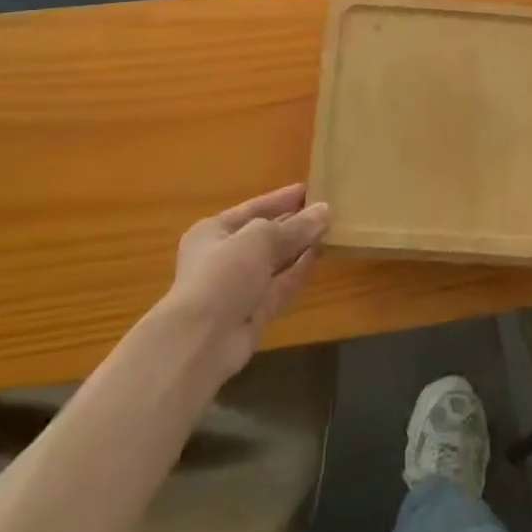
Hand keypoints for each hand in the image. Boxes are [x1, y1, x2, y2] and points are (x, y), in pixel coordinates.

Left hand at [163, 184, 328, 380]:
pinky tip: (320, 255)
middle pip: (264, 235)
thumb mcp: (260, 239)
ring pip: (275, 261)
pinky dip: (299, 271)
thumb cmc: (223, 274)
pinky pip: (280, 286)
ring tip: (329, 229)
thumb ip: (294, 227)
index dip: (280, 199)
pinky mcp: (254, 313)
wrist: (202, 342)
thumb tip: (324, 211)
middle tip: (325, 209)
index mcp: (213, 232)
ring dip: (299, 246)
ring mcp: (239, 287)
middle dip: (293, 223)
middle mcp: (224, 257)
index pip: (252, 208)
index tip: (309, 190)